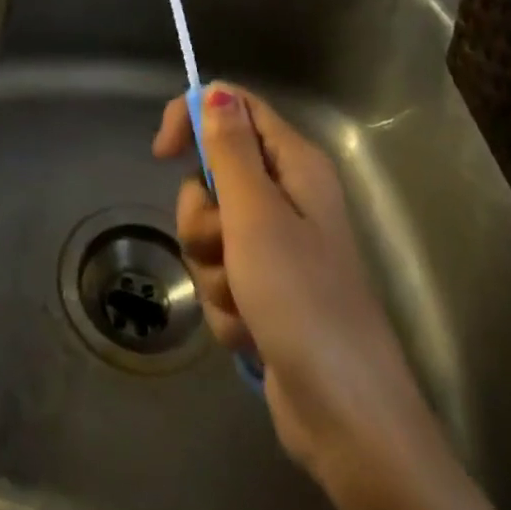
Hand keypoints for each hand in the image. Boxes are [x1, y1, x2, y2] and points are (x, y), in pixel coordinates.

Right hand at [154, 85, 510, 509]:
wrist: (347, 420)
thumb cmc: (302, 301)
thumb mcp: (256, 215)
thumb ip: (229, 148)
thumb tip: (215, 89)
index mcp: (295, 165)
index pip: (234, 108)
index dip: (194, 119)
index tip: (164, 153)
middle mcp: (287, 197)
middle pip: (214, 174)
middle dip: (203, 216)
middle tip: (225, 245)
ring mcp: (277, 248)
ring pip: (210, 231)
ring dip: (213, 268)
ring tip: (243, 299)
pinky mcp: (267, 292)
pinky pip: (221, 275)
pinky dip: (225, 303)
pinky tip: (250, 331)